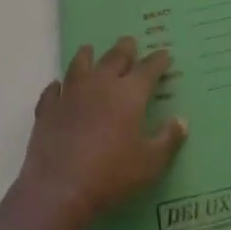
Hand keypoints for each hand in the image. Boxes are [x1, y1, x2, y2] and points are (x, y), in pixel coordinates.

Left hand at [21, 38, 187, 221]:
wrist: (61, 187)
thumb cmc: (113, 174)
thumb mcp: (151, 163)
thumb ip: (168, 139)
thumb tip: (181, 120)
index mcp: (128, 94)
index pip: (147, 70)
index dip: (157, 61)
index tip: (164, 54)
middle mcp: (100, 84)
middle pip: (114, 58)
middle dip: (125, 49)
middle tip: (130, 42)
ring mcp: (70, 94)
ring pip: (79, 65)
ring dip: (87, 55)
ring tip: (89, 49)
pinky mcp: (48, 109)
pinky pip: (52, 91)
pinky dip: (56, 86)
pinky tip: (57, 86)